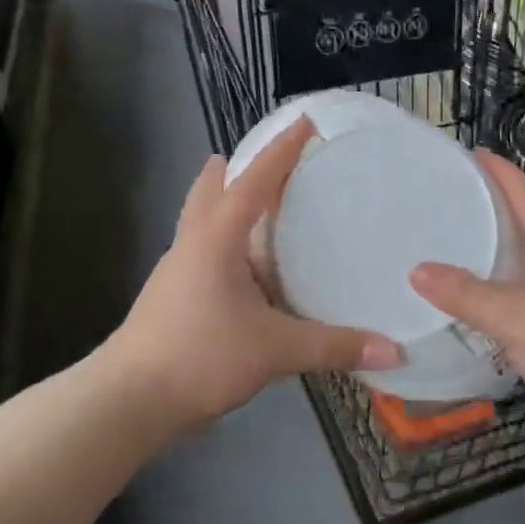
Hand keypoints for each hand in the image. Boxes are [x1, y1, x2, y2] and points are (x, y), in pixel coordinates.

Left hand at [108, 119, 400, 439]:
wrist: (129, 401)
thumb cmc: (200, 356)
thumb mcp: (275, 350)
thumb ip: (335, 347)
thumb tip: (395, 351)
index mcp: (216, 238)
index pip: (254, 180)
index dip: (282, 150)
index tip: (306, 122)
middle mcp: (194, 243)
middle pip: (213, 189)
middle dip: (241, 168)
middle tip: (279, 164)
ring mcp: (180, 269)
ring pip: (205, 220)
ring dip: (232, 205)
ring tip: (271, 209)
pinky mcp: (176, 295)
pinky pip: (207, 251)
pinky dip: (231, 243)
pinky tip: (255, 269)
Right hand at [410, 151, 524, 462]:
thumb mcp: (520, 320)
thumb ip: (468, 295)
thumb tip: (418, 271)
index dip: (503, 175)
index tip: (475, 152)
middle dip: (497, 213)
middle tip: (454, 201)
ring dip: (499, 260)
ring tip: (456, 249)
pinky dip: (505, 301)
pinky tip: (478, 309)